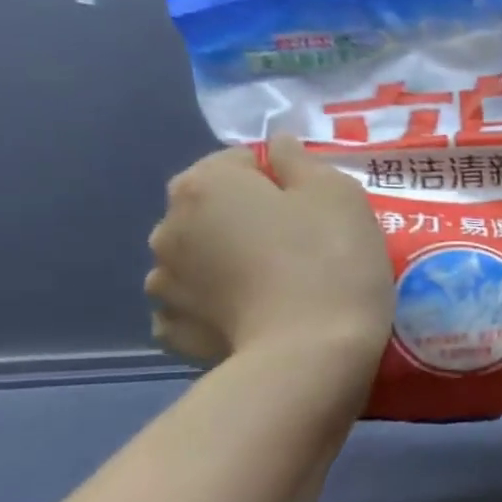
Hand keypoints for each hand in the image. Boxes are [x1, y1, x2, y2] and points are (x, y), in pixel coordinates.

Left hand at [145, 137, 394, 365]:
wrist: (311, 354)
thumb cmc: (331, 261)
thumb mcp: (339, 194)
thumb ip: (301, 161)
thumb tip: (278, 146)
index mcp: (205, 184)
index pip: (241, 161)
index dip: (283, 180)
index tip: (316, 210)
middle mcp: (167, 226)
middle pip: (216, 209)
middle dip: (250, 221)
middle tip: (304, 248)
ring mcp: (163, 284)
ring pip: (202, 258)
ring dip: (229, 264)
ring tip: (280, 289)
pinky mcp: (173, 332)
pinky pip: (198, 306)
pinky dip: (221, 307)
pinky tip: (257, 319)